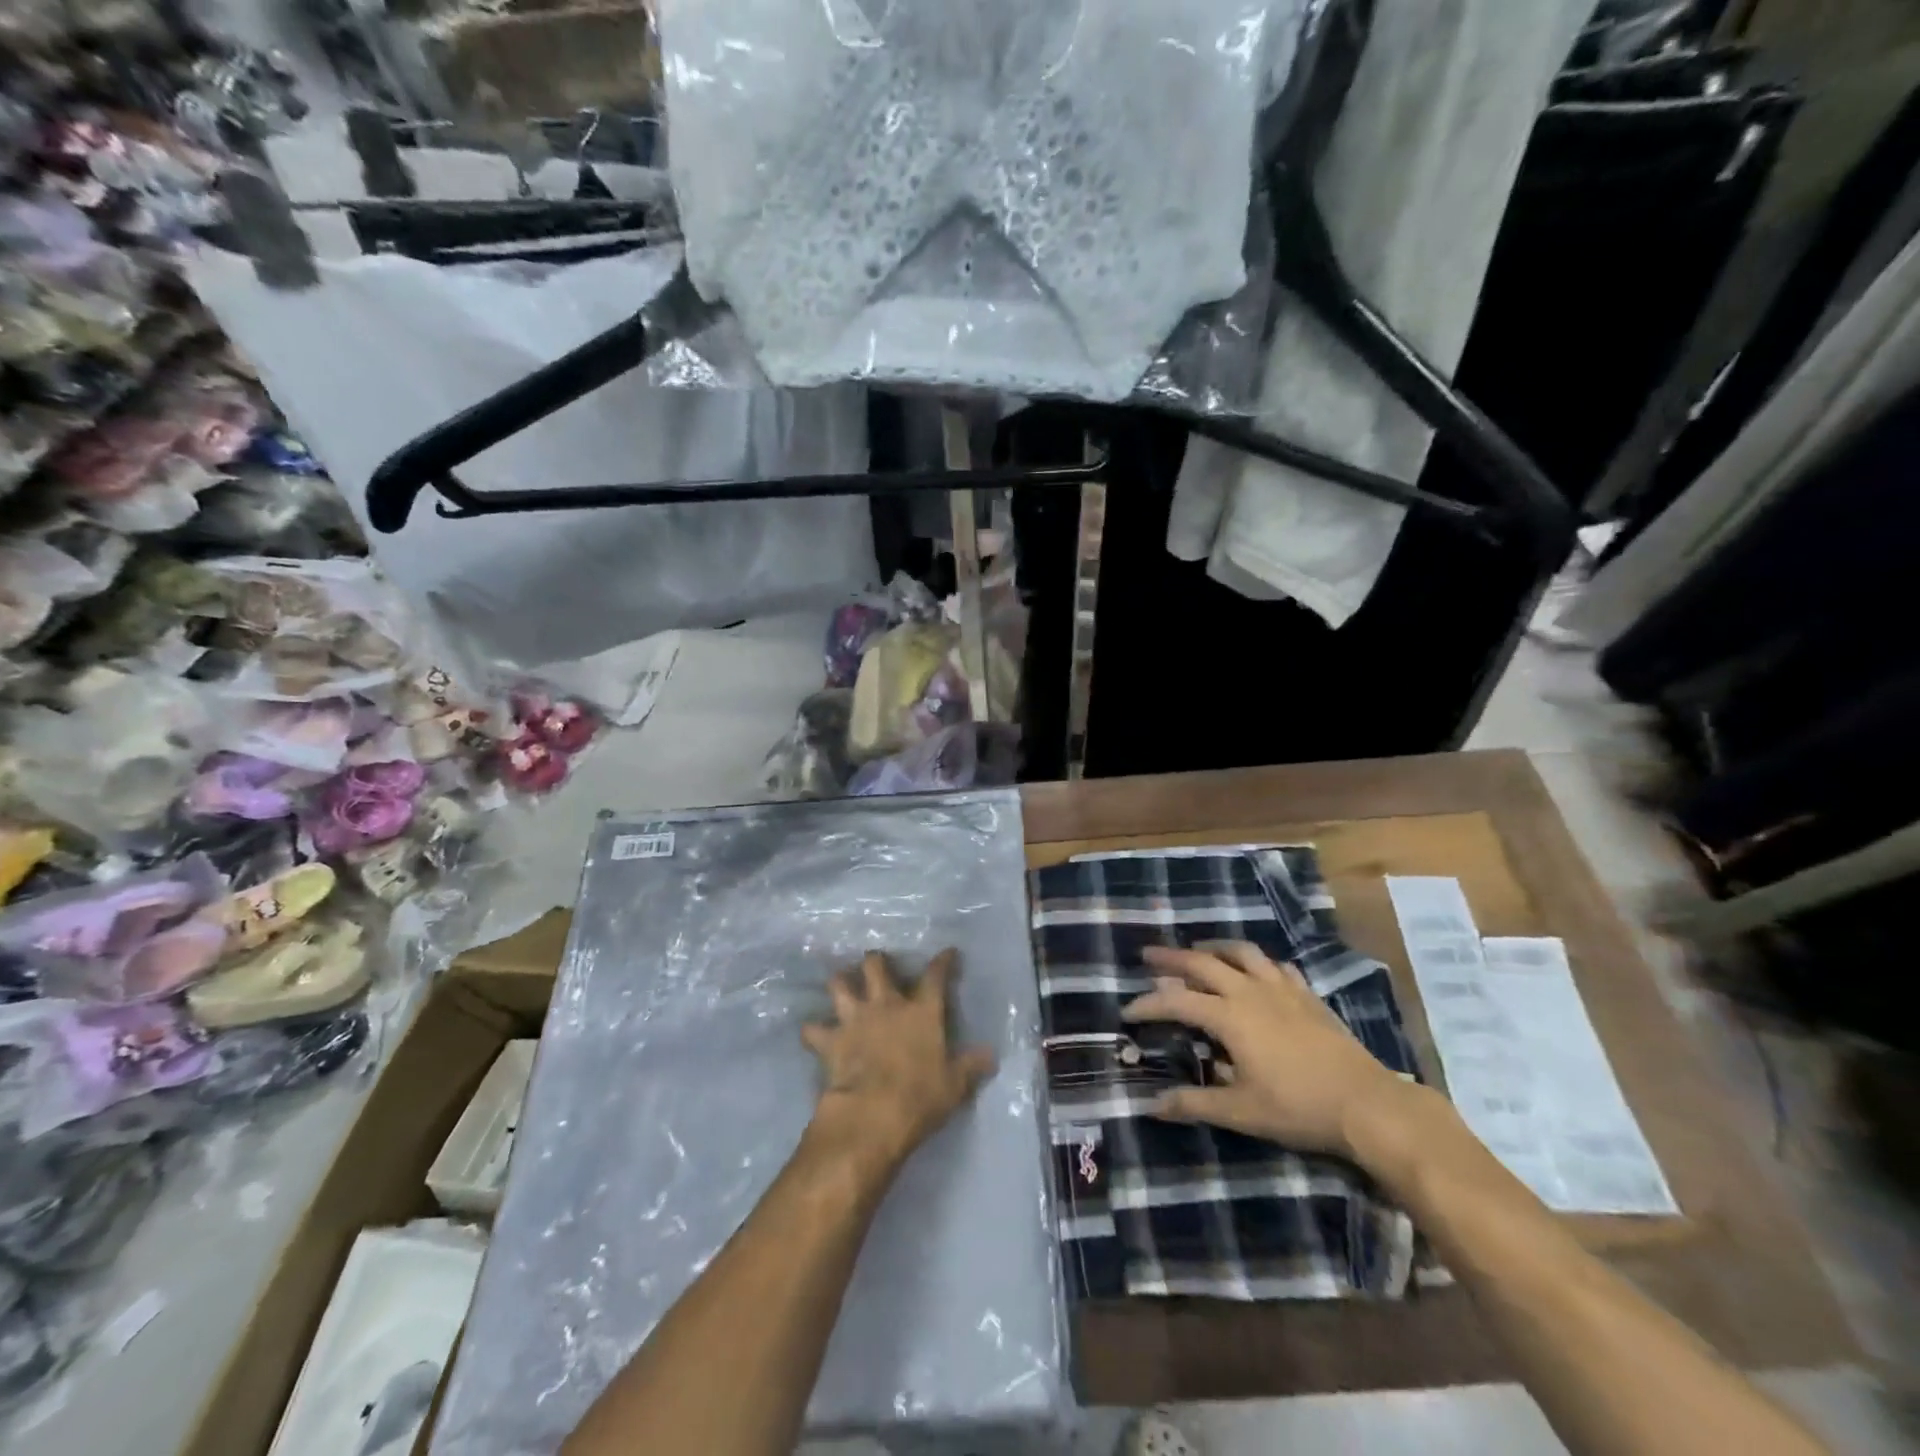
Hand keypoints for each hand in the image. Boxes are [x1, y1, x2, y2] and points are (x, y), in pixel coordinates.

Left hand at [802, 949, 995, 1175]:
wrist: (872, 1115)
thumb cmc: (920, 1097)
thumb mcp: (955, 1085)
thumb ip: (971, 1065)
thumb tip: (991, 1055)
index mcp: (922, 1011)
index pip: (935, 976)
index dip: (942, 961)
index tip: (947, 953)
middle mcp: (886, 1005)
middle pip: (876, 966)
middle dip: (875, 961)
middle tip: (876, 966)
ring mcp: (855, 1019)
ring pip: (839, 985)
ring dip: (840, 983)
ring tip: (841, 985)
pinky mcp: (830, 1040)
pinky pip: (812, 1029)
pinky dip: (813, 1031)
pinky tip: (813, 1034)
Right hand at [1122, 941, 1413, 1157]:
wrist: (1368, 1104)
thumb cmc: (1299, 1108)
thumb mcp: (1241, 1112)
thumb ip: (1195, 1104)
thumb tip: (1152, 1106)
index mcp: (1229, 1017)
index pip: (1176, 1002)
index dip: (1148, 1004)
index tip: (1127, 1010)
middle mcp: (1250, 991)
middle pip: (1202, 962)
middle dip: (1171, 958)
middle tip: (1148, 954)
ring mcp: (1282, 988)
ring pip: (1241, 953)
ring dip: (1214, 948)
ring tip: (1199, 950)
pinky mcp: (1307, 995)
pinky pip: (1275, 966)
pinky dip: (1256, 963)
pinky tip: (1256, 972)